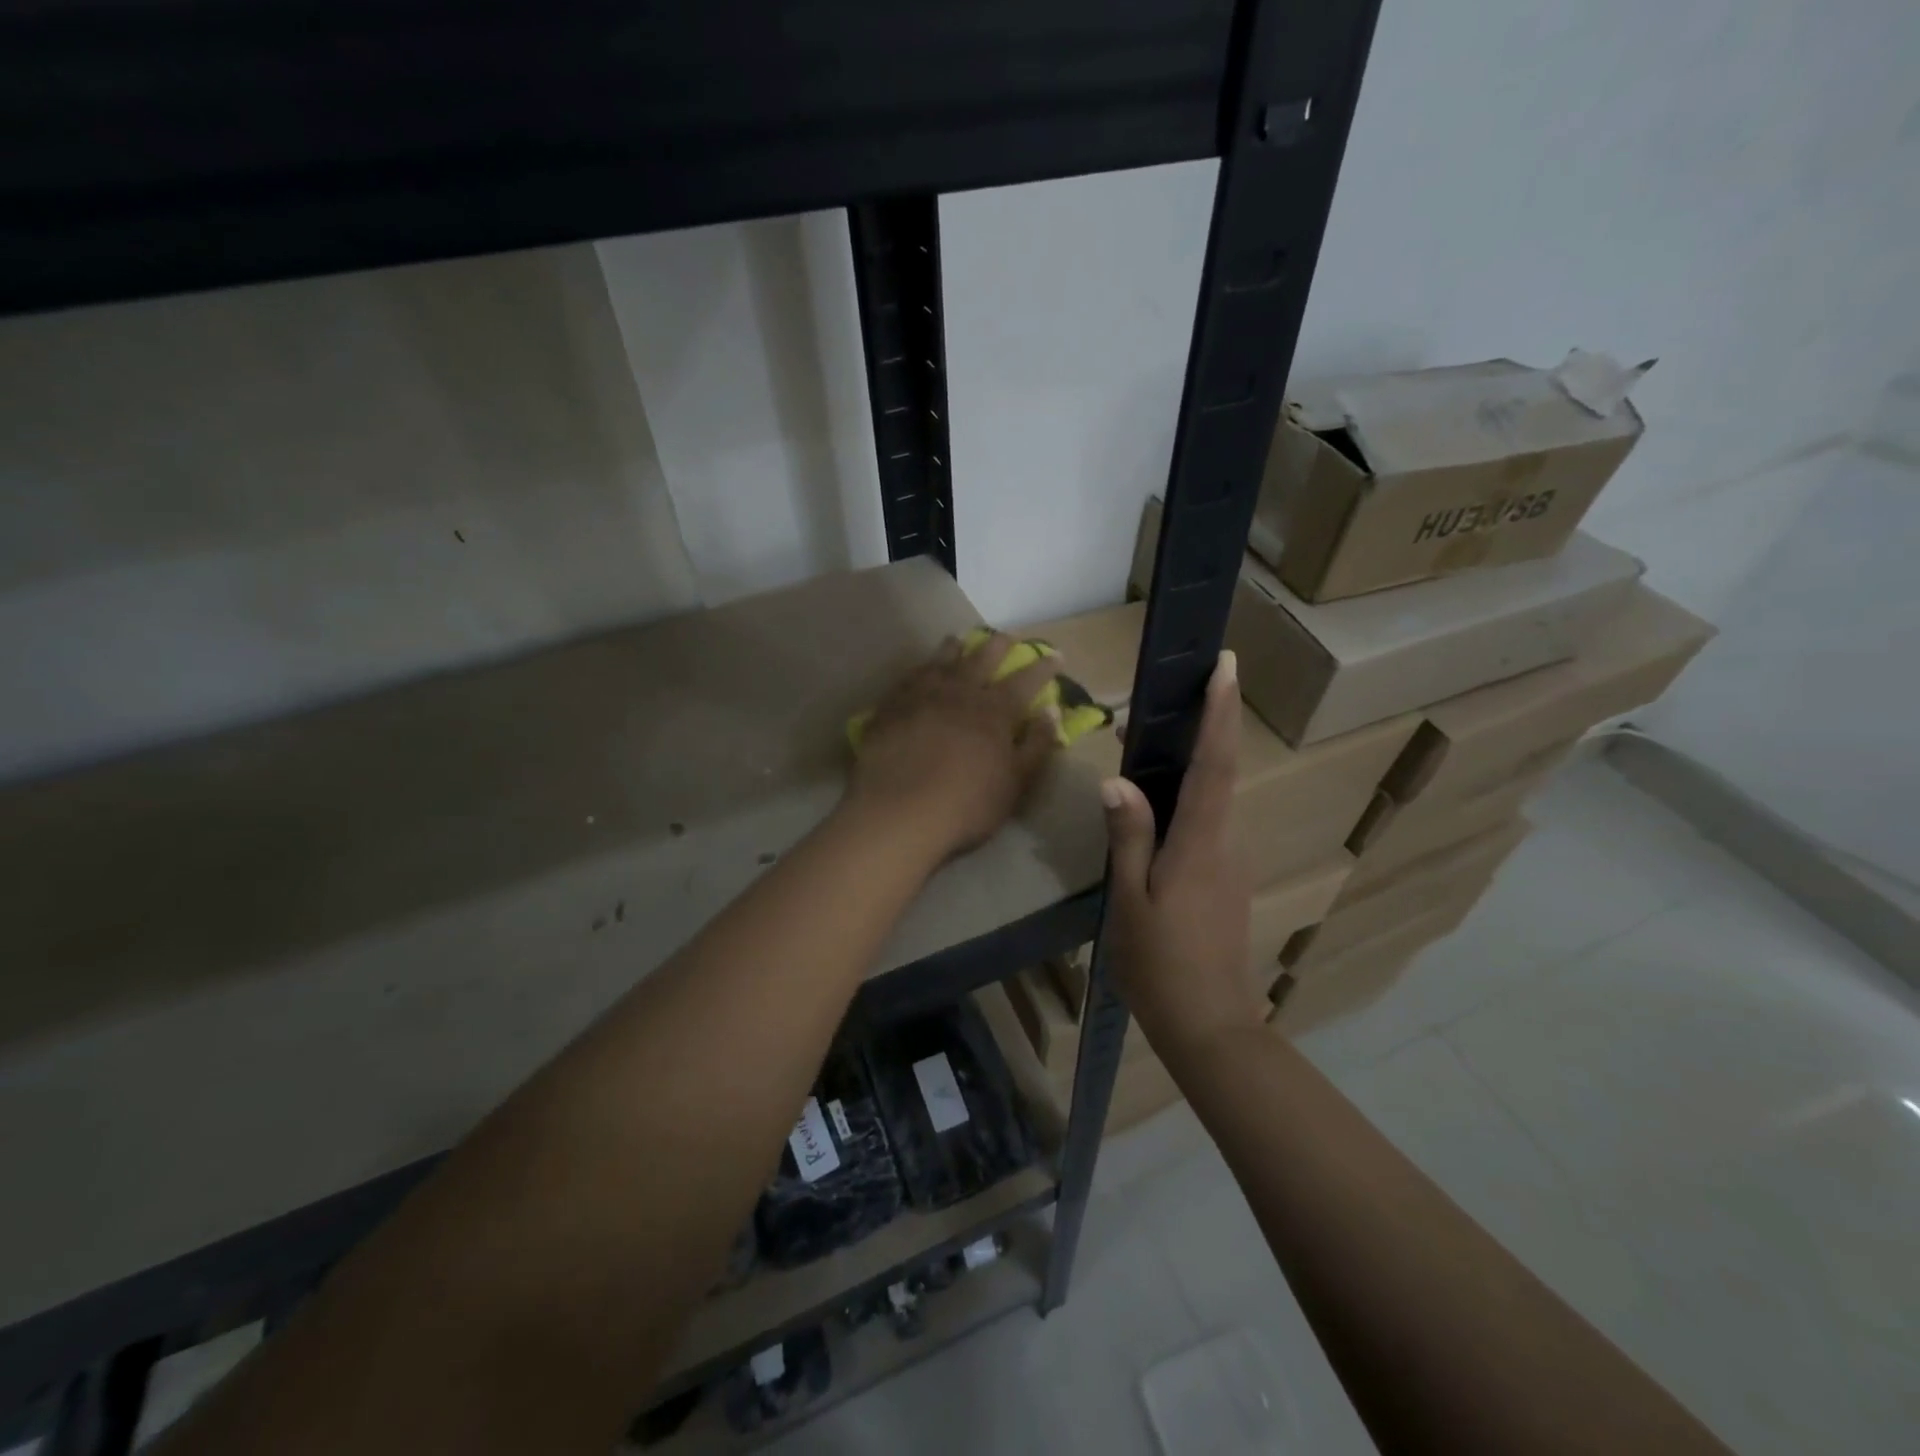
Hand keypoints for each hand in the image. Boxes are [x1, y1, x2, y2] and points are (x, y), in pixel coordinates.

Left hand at [845, 633, 1061, 863]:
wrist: (898, 811)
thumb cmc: (966, 804)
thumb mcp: (1015, 782)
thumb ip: (1036, 745)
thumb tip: (1053, 711)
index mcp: (994, 710)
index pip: (1026, 680)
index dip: (1043, 667)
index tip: (1056, 656)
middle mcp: (960, 691)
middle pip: (982, 657)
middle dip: (999, 645)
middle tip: (1007, 636)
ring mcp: (922, 695)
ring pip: (942, 660)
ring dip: (955, 648)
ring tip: (959, 639)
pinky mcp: (891, 706)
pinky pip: (909, 677)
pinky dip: (920, 668)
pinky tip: (920, 669)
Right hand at [1101, 651, 1263, 1060]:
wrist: (1210, 1026)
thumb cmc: (1161, 966)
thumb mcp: (1130, 902)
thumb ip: (1128, 837)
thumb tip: (1116, 780)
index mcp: (1201, 843)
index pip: (1215, 764)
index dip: (1221, 712)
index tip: (1226, 666)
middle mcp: (1226, 842)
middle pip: (1220, 771)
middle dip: (1207, 724)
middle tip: (1180, 689)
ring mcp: (1231, 862)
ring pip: (1214, 797)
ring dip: (1194, 760)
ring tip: (1152, 740)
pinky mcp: (1226, 878)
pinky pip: (1208, 822)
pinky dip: (1189, 796)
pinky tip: (1156, 804)